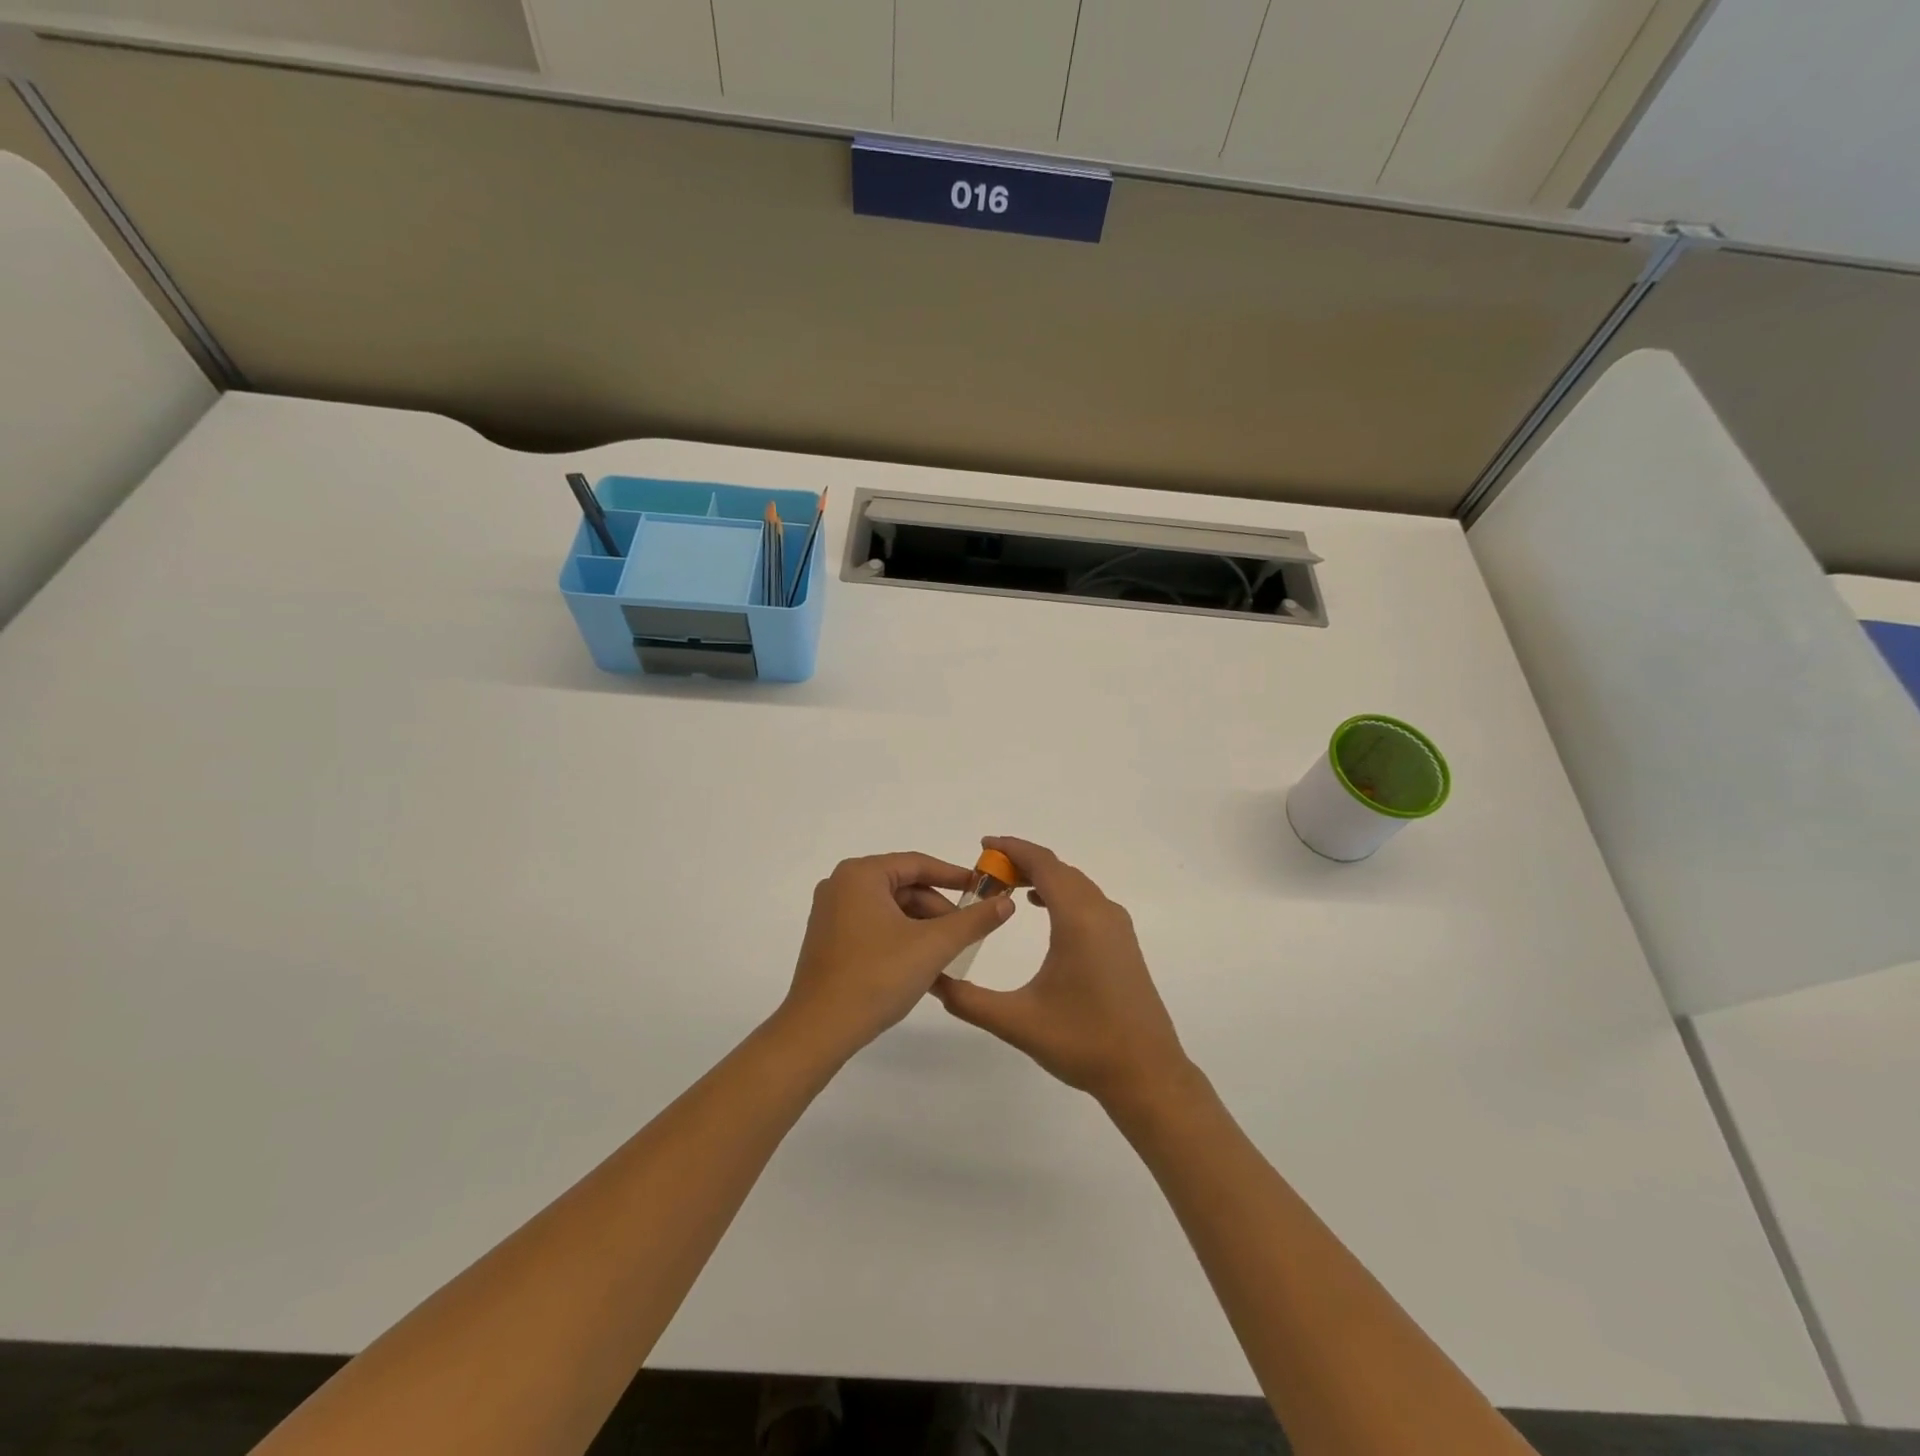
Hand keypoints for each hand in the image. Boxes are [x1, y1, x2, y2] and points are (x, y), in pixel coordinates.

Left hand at [779, 852, 1013, 1058]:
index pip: (918, 864)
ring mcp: (831, 913)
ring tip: (949, 954)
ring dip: (922, 928)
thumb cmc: (877, 977)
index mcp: (860, 874)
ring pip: (891, 909)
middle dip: (939, 909)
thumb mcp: (933, 946)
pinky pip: (874, 926)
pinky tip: (922, 964)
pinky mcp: (828, 939)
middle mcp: (841, 885)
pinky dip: (901, 939)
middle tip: (968, 932)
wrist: (819, 1030)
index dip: (955, 876)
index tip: (983, 889)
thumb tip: (1006, 902)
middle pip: (904, 887)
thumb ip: (973, 921)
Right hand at [932, 837, 1191, 1108]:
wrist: (1146, 1073)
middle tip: (986, 872)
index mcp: (1078, 919)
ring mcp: (1117, 927)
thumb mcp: (1017, 1022)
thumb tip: (932, 981)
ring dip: (1043, 877)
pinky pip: (1088, 900)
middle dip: (1022, 862)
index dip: (1012, 848)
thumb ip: (969, 1001)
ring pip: (1076, 883)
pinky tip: (1042, 909)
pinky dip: (1061, 893)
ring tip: (1007, 887)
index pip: (1043, 864)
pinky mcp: (1123, 943)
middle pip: (1059, 869)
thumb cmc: (1082, 1042)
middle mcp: (1101, 912)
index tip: (983, 845)